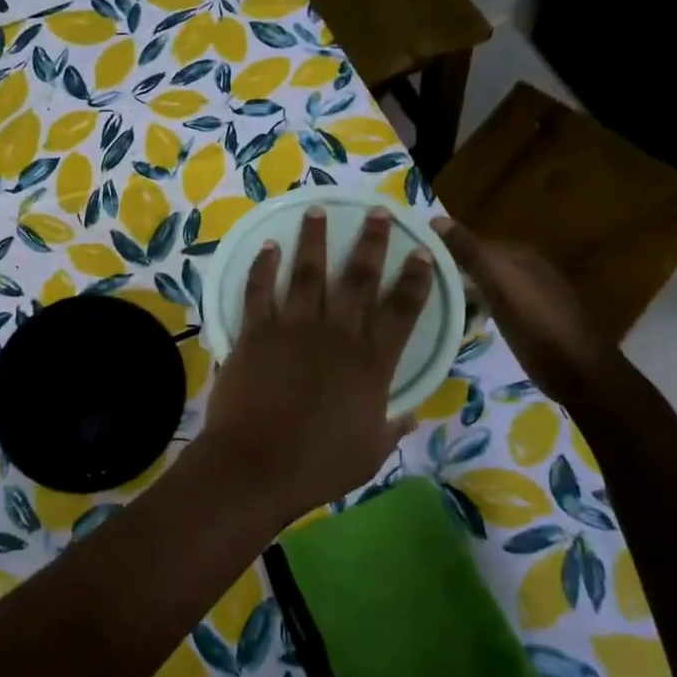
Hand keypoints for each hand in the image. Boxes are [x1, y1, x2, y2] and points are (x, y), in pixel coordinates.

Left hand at [200, 206, 432, 522]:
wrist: (256, 465)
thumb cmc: (318, 465)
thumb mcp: (370, 453)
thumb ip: (391, 427)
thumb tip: (411, 414)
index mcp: (371, 364)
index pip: (401, 311)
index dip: (414, 279)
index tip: (421, 251)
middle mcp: (336, 335)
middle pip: (358, 279)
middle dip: (370, 242)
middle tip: (376, 212)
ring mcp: (292, 329)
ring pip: (307, 273)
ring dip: (313, 240)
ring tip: (316, 211)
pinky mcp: (255, 333)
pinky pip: (259, 291)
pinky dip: (263, 267)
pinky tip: (268, 247)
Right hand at [431, 218, 618, 407]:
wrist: (575, 369)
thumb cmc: (535, 322)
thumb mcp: (498, 282)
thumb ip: (469, 251)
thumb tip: (436, 218)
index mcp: (520, 254)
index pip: (474, 242)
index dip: (446, 249)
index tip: (415, 262)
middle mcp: (526, 269)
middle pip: (480, 264)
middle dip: (453, 271)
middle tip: (418, 284)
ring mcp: (529, 296)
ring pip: (485, 285)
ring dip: (462, 291)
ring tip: (432, 301)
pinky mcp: (528, 321)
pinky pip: (492, 305)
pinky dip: (475, 308)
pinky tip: (461, 319)